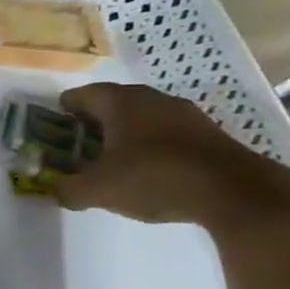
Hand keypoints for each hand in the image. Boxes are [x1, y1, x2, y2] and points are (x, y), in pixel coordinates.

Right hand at [53, 83, 289, 230]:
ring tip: (111, 158)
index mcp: (120, 102)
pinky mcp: (208, 134)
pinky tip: (147, 169)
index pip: (81, 95)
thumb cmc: (154, 178)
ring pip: (143, 117)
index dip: (63, 110)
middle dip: (93, 122)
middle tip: (77, 143)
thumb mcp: (98, 190)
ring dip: (124, 133)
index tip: (53, 125)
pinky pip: (166, 133)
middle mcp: (152, 99)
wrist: (236, 193)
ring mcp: (185, 115)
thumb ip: (68, 189)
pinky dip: (151, 145)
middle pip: (112, 104)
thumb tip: (56, 190)